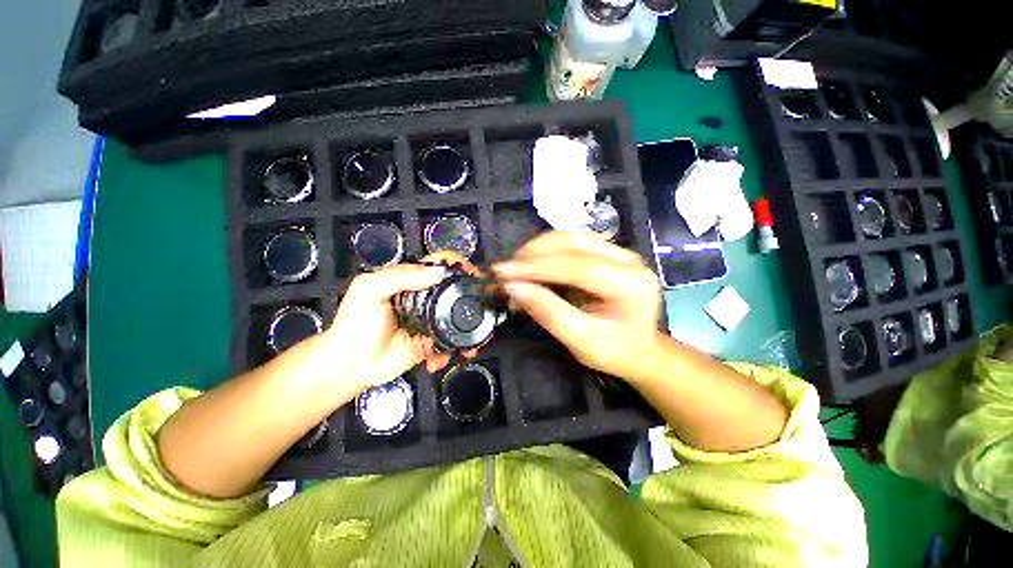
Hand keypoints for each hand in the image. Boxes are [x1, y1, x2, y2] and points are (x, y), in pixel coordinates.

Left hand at [320, 252, 481, 392]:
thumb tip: (440, 273)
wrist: (351, 365)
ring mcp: (432, 320)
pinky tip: (440, 360)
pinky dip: (453, 351)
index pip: (439, 264)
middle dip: (472, 298)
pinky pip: (452, 341)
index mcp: (411, 281)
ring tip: (469, 345)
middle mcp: (426, 298)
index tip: (471, 275)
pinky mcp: (434, 342)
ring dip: (469, 329)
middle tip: (482, 309)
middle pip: (456, 290)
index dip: (457, 265)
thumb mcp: (370, 291)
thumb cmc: (355, 323)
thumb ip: (400, 277)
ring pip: (459, 317)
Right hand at [493, 232, 663, 382]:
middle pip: (573, 243)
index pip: (577, 266)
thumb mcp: (581, 341)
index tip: (503, 272)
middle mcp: (628, 260)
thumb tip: (513, 288)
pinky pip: (571, 242)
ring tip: (514, 267)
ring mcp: (619, 252)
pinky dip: (546, 250)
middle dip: (533, 254)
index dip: (536, 267)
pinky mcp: (607, 252)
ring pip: (570, 237)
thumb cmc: (614, 352)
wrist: (640, 350)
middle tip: (503, 270)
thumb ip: (547, 312)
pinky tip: (531, 263)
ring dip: (537, 249)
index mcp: (631, 284)